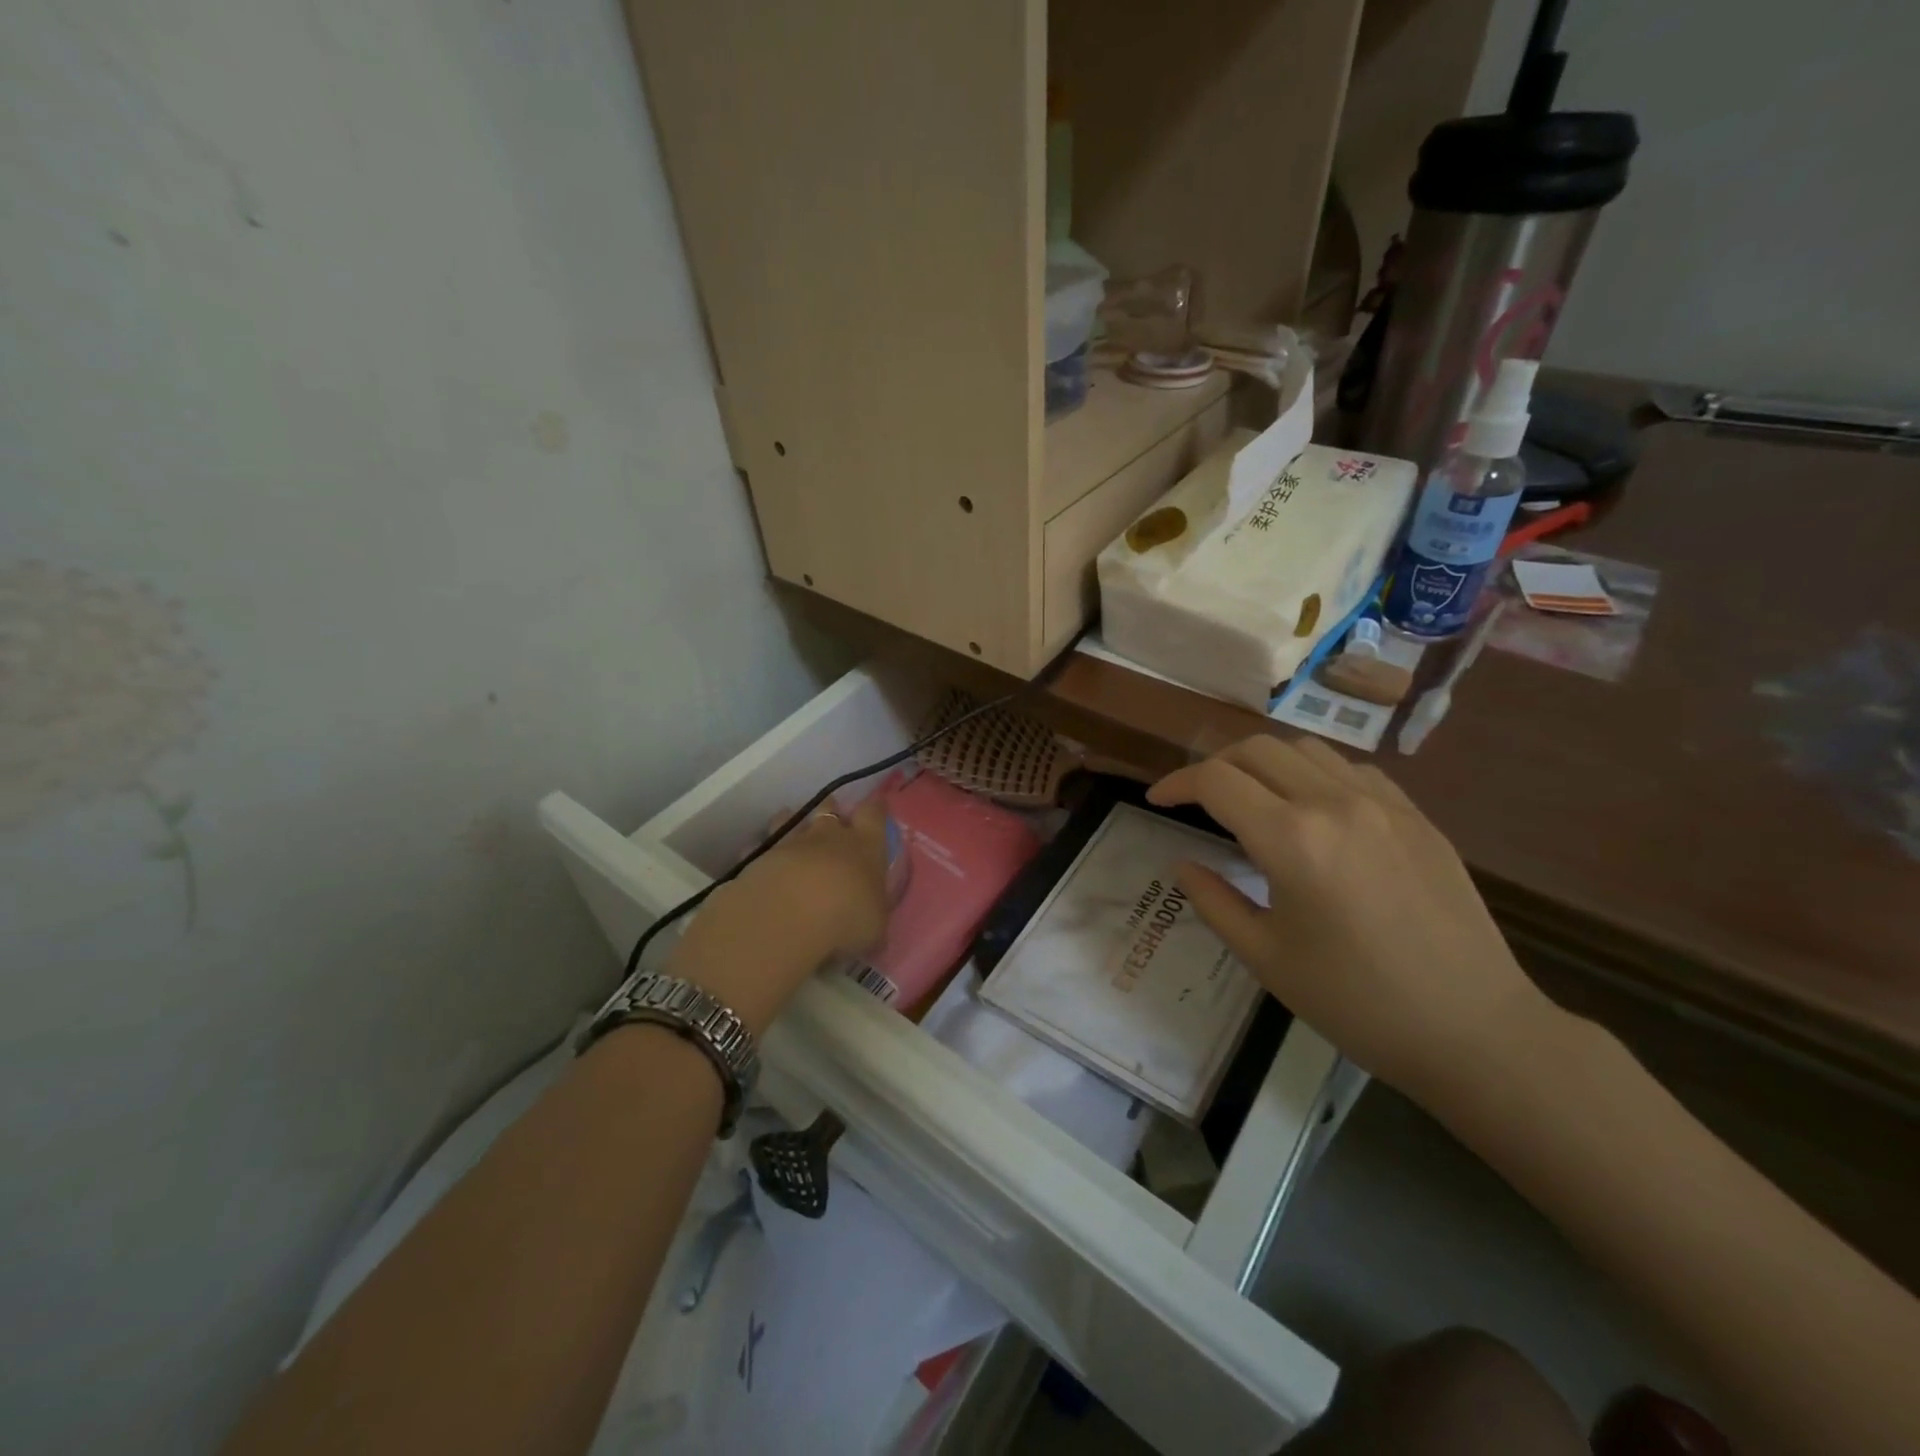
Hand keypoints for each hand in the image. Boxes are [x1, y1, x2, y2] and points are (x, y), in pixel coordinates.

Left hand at [668, 797, 891, 1034]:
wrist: (788, 916)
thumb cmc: (846, 917)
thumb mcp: (875, 926)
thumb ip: (872, 914)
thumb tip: (870, 918)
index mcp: (865, 846)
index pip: (874, 814)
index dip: (876, 808)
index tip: (877, 804)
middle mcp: (828, 836)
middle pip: (830, 808)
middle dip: (831, 811)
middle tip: (832, 819)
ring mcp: (790, 842)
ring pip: (790, 819)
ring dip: (792, 821)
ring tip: (790, 827)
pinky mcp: (758, 856)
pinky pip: (760, 846)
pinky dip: (760, 850)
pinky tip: (758, 861)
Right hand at [1148, 734, 1551, 1108]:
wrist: (1474, 1030)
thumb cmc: (1356, 1002)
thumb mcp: (1266, 958)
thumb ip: (1214, 901)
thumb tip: (1183, 864)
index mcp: (1291, 839)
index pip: (1216, 781)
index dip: (1177, 784)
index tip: (1158, 800)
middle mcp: (1334, 803)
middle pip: (1257, 749)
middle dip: (1215, 766)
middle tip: (1198, 799)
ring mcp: (1383, 804)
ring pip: (1306, 749)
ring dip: (1265, 762)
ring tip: (1252, 797)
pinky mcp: (1417, 817)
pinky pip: (1353, 770)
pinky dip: (1316, 775)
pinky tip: (1315, 810)